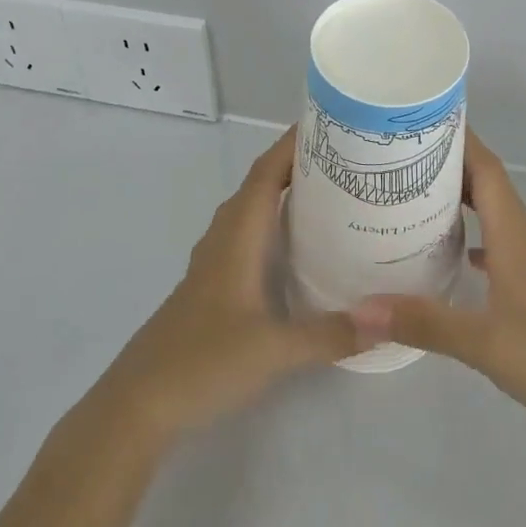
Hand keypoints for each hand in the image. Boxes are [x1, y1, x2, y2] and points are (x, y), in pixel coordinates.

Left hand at [90, 127, 360, 445]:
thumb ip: (331, 334)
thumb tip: (387, 321)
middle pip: (261, 183)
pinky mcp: (213, 284)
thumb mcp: (274, 350)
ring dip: (285, 192)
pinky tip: (300, 245)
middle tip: (347, 157)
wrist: (139, 403)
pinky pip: (248, 234)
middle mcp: (224, 237)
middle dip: (299, 163)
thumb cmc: (203, 361)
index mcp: (237, 234)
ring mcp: (215, 260)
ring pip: (253, 209)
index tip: (331, 123)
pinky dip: (274, 223)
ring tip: (332, 191)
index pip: (266, 172)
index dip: (293, 143)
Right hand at [351, 130, 525, 461]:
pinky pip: (497, 250)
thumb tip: (360, 307)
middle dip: (449, 164)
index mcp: (515, 238)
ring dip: (460, 200)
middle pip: (487, 186)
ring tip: (415, 197)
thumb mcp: (485, 344)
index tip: (421, 118)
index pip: (487, 170)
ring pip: (492, 217)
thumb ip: (424, 323)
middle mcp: (524, 243)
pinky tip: (453, 257)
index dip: (459, 138)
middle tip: (400, 156)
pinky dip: (473, 239)